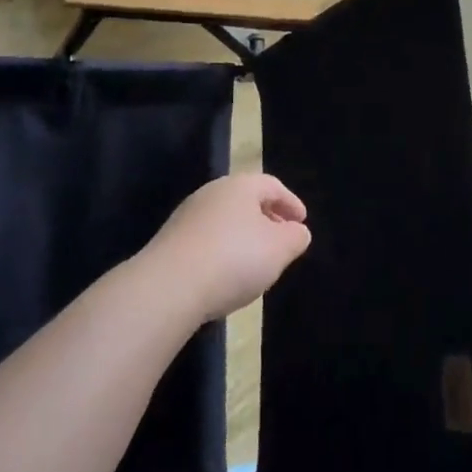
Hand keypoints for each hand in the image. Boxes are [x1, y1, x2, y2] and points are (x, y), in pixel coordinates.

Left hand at [142, 174, 311, 322]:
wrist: (168, 286)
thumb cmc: (234, 259)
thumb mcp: (279, 249)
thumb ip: (295, 237)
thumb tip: (298, 231)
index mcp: (241, 185)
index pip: (272, 186)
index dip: (291, 202)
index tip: (302, 221)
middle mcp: (212, 192)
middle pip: (246, 199)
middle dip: (267, 218)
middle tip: (282, 239)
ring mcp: (188, 216)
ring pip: (225, 219)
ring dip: (244, 235)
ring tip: (255, 261)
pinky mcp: (170, 241)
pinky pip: (206, 239)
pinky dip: (222, 250)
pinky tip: (225, 274)